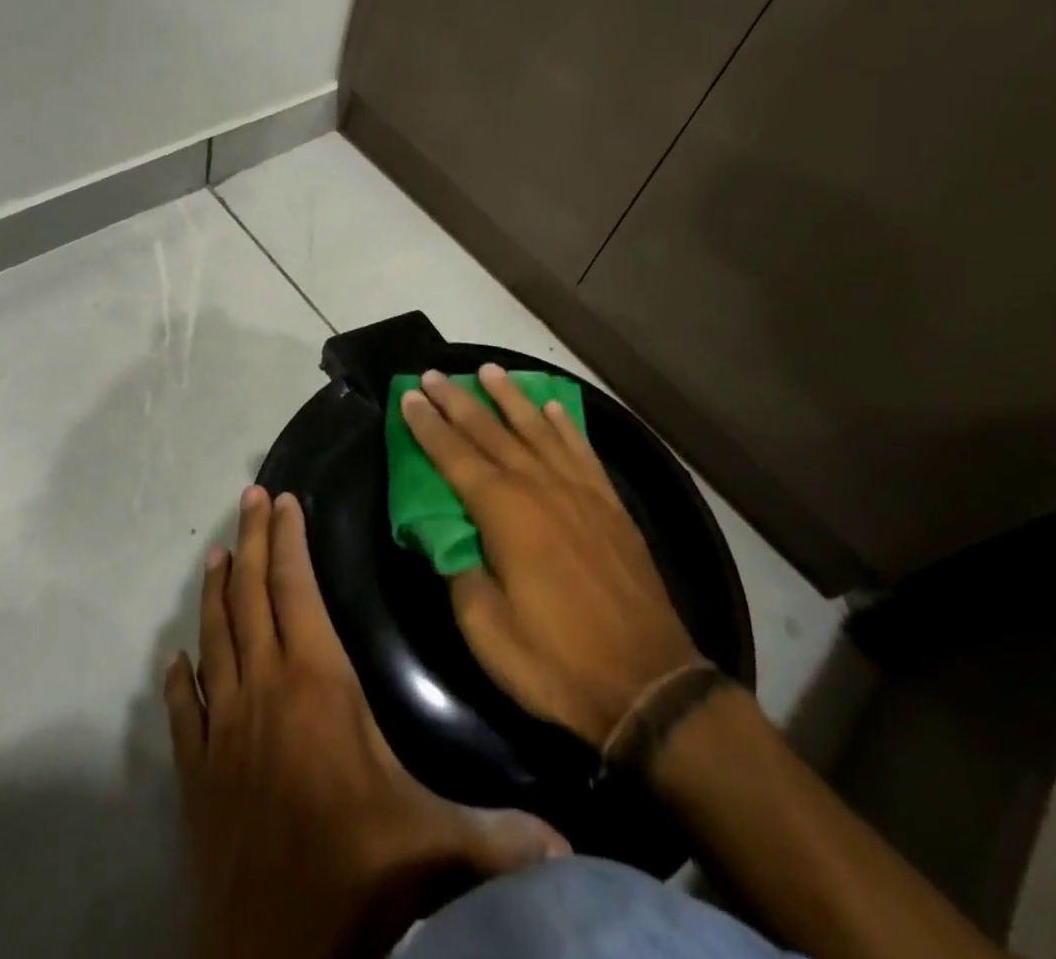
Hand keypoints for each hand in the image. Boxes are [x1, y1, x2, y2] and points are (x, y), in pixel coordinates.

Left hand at [164, 485, 564, 958]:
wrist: (275, 956)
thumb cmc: (357, 871)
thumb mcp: (436, 842)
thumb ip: (502, 831)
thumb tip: (569, 841)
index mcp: (316, 682)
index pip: (296, 589)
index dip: (289, 540)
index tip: (283, 499)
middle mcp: (262, 689)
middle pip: (252, 596)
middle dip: (252, 540)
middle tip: (249, 498)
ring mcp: (221, 729)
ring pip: (214, 639)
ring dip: (216, 593)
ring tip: (217, 556)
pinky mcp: (196, 773)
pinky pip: (183, 712)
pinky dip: (179, 680)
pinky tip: (175, 660)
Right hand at [400, 365, 703, 747]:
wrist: (647, 684)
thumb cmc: (556, 662)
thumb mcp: (487, 630)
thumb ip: (460, 572)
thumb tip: (446, 535)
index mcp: (504, 512)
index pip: (454, 456)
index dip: (428, 425)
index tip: (409, 395)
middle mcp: (539, 487)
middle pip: (490, 431)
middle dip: (458, 401)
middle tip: (434, 373)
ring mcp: (579, 491)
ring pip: (537, 429)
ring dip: (509, 398)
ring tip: (489, 371)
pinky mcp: (610, 504)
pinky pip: (581, 450)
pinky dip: (564, 424)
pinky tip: (552, 408)